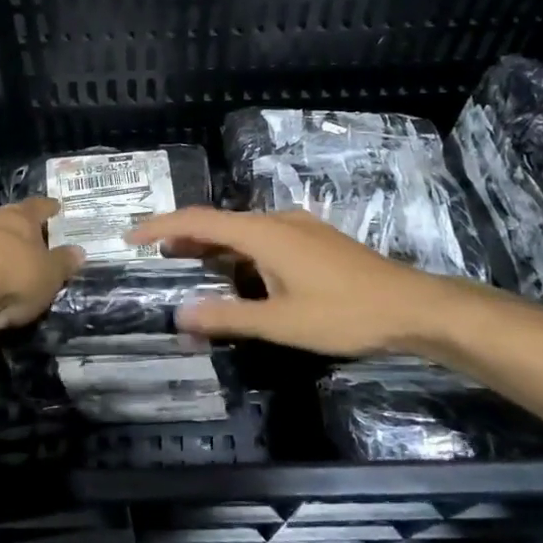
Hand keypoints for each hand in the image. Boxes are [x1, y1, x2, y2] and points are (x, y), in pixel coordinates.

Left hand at [0, 198, 84, 338]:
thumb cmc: (14, 277)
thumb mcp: (51, 274)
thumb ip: (64, 261)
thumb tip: (78, 250)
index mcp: (19, 217)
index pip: (38, 205)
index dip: (49, 207)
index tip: (56, 207)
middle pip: (10, 220)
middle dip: (22, 228)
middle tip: (35, 237)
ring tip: (12, 262)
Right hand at [126, 207, 488, 358]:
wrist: (412, 307)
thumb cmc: (344, 313)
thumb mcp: (281, 322)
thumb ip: (228, 316)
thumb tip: (180, 314)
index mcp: (263, 233)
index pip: (198, 220)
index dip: (160, 225)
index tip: (131, 236)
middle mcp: (277, 220)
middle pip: (219, 222)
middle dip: (184, 237)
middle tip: (155, 256)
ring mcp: (300, 228)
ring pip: (243, 232)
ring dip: (213, 247)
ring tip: (189, 266)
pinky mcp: (315, 240)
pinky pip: (264, 239)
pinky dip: (239, 253)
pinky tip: (241, 276)